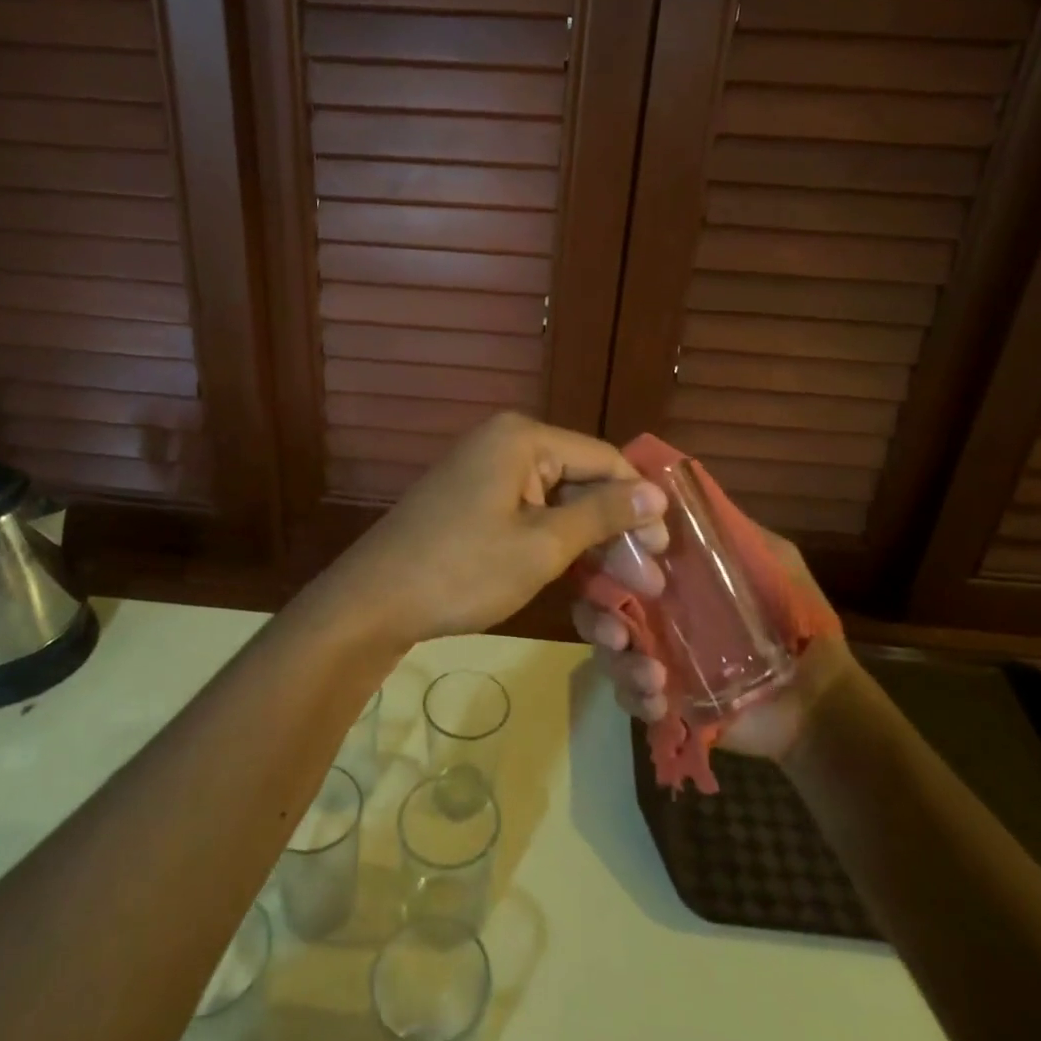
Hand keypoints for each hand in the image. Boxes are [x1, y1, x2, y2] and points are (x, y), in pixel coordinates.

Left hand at [328, 413, 669, 643]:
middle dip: (616, 530)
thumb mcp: (542, 545)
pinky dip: (555, 543)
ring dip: (590, 543)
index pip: (605, 459)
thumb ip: (603, 514)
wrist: (375, 601)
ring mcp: (486, 472)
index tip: (665, 553)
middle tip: (648, 584)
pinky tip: (580, 576)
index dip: (640, 504)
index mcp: (524, 439)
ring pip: (557, 502)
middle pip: (581, 480)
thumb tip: (658, 492)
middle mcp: (506, 443)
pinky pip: (529, 513)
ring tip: (621, 589)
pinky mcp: (474, 501)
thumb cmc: (464, 570)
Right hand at [573, 521, 840, 760]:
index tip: (620, 566)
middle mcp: (653, 611)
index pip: (619, 558)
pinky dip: (635, 697)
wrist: (817, 701)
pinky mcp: (662, 698)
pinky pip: (628, 695)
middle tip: (617, 633)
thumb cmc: (796, 623)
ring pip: (608, 652)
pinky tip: (660, 702)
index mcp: (673, 577)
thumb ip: (730, 531)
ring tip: (652, 677)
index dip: (606, 558)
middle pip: (597, 606)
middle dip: (597, 618)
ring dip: (619, 663)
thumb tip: (679, 493)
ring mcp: (654, 655)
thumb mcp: (772, 562)